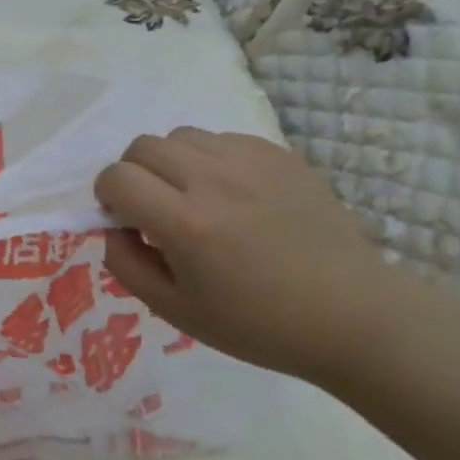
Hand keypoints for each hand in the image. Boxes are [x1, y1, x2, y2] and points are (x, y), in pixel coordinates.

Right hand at [94, 129, 408, 382]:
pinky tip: (235, 195)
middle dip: (134, 174)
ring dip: (172, 162)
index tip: (125, 219)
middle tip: (156, 208)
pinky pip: (223, 138)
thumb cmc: (259, 325)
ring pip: (182, 135)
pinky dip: (212, 160)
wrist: (351, 315)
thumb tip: (113, 227)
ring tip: (196, 197)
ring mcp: (250, 161)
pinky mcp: (280, 154)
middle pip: (142, 146)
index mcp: (186, 224)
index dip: (108, 197)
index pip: (116, 178)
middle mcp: (213, 180)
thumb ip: (127, 265)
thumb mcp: (176, 311)